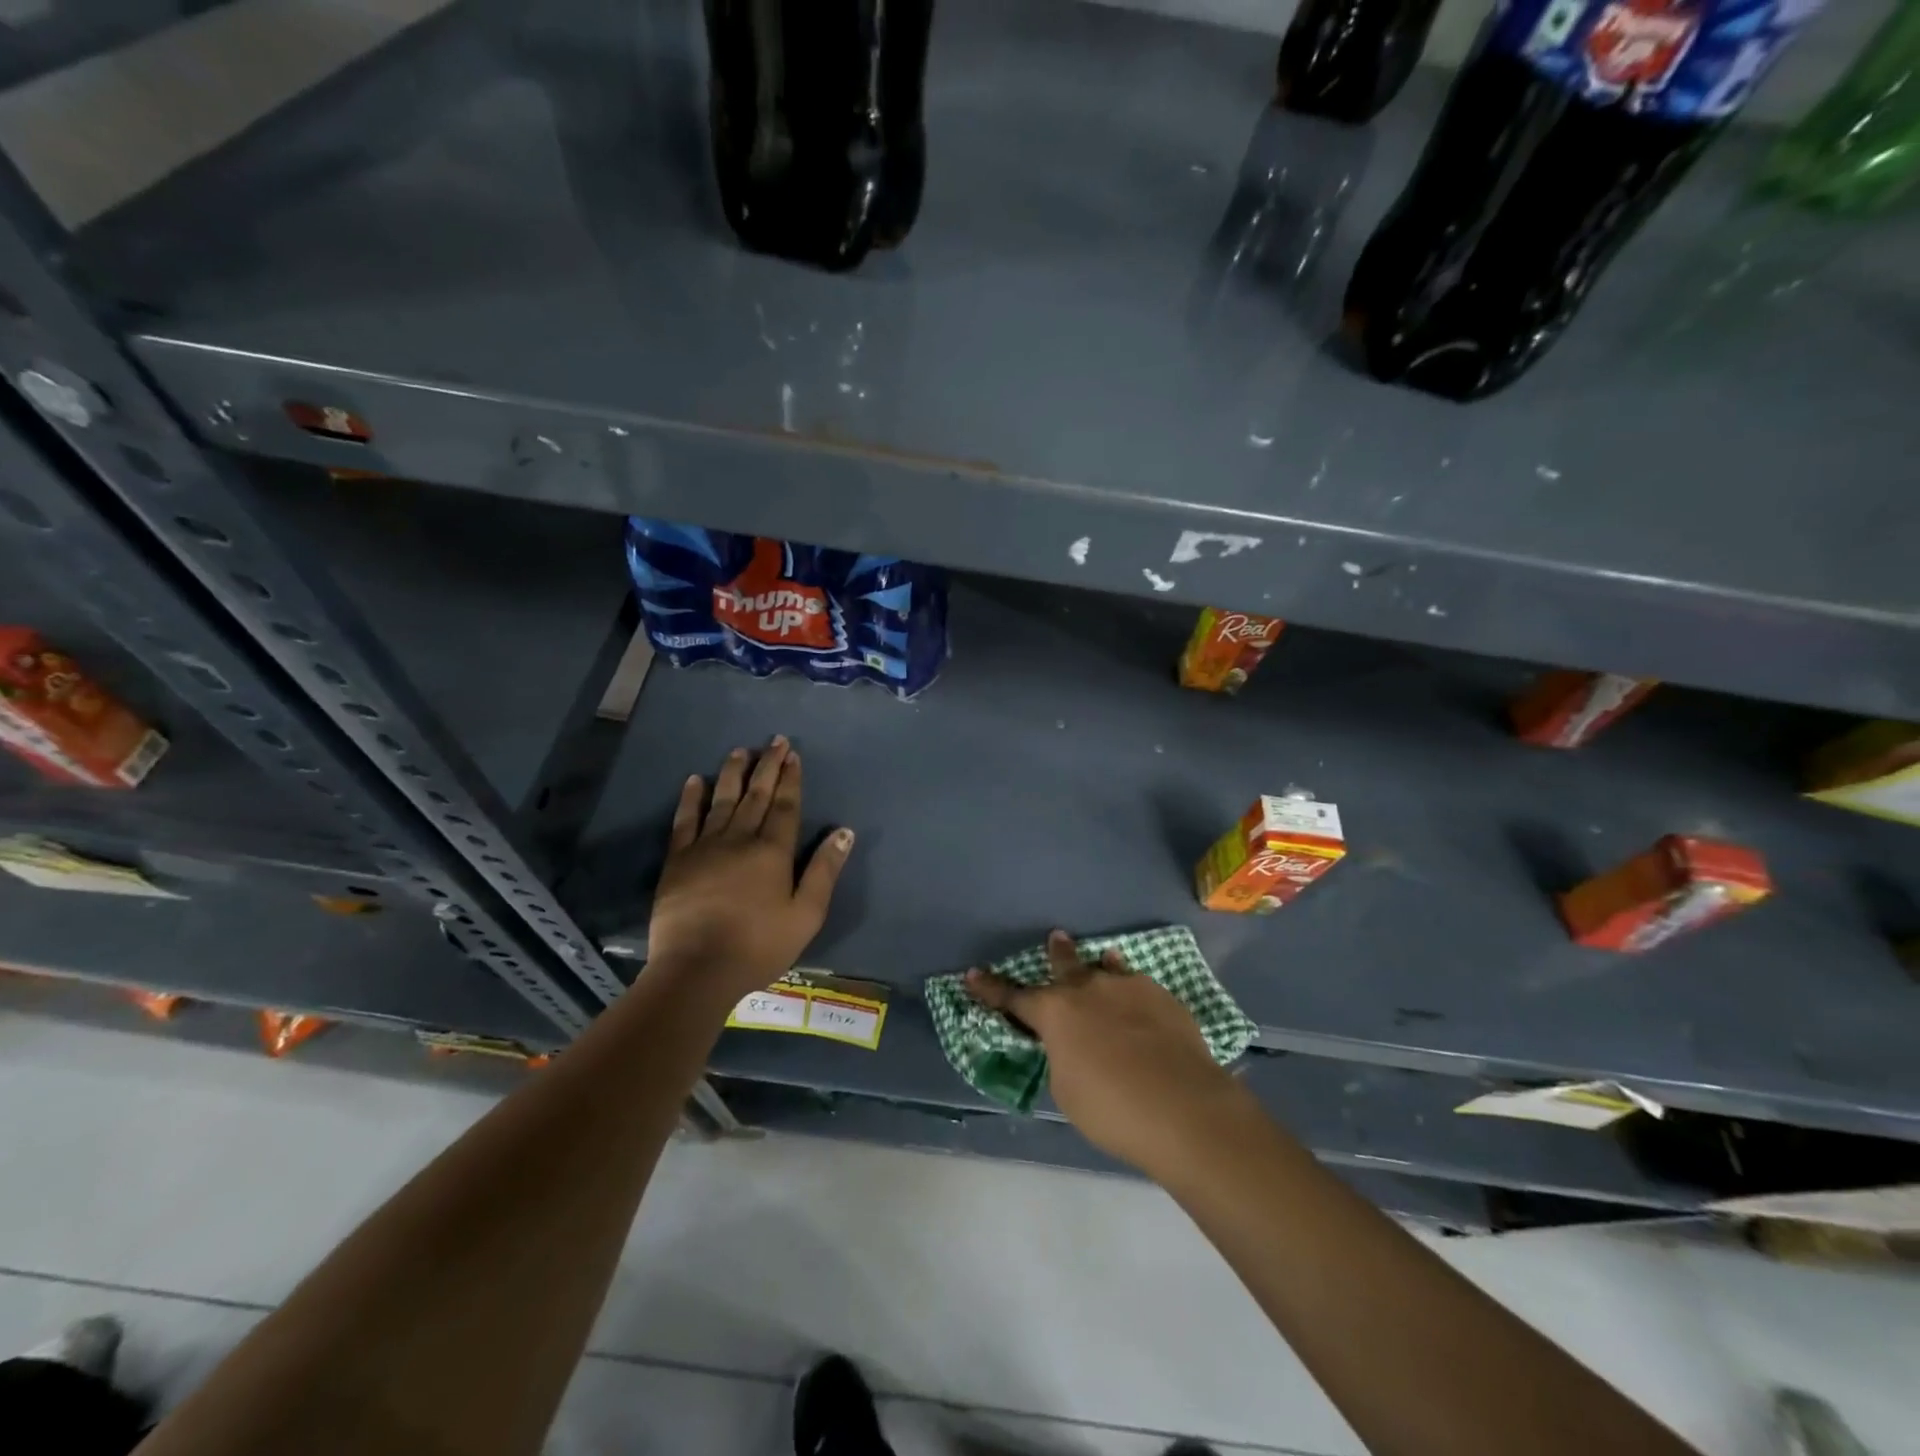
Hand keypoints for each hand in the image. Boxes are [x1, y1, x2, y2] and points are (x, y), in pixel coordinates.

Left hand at [645, 737, 853, 1006]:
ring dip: (733, 773)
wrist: (697, 970)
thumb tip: (845, 831)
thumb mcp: (806, 914)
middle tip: (774, 740)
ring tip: (740, 750)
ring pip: (722, 799)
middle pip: (756, 795)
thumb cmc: (759, 945)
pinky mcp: (678, 860)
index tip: (793, 755)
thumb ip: (824, 870)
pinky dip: (691, 798)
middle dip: (767, 766)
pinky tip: (695, 780)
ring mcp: (705, 846)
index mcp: (773, 851)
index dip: (791, 779)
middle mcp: (740, 838)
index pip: (785, 806)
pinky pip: (685, 820)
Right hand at [966, 932, 1252, 1180]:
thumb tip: (1074, 1044)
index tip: (972, 974)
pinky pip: (1137, 985)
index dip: (991, 989)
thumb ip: (1063, 1057)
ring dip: (1099, 968)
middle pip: (1065, 965)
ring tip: (1102, 960)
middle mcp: (1087, 989)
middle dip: (1056, 954)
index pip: (1013, 998)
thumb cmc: (1112, 1108)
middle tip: (1056, 939)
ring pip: (1106, 970)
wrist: (1183, 1107)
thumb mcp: (1067, 1089)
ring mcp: (1127, 987)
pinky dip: (1130, 990)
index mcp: (1055, 1013)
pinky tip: (1137, 995)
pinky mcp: (1161, 997)